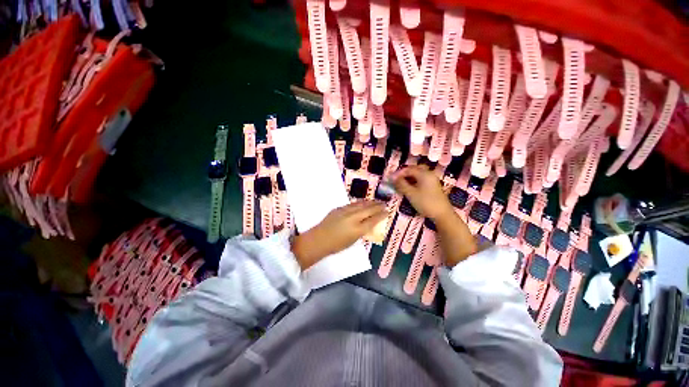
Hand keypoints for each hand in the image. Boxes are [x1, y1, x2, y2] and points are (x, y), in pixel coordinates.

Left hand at [291, 201, 386, 269]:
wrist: (318, 240)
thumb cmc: (336, 245)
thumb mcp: (352, 241)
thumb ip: (361, 231)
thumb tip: (368, 223)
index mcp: (357, 230)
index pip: (373, 220)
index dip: (381, 215)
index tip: (387, 211)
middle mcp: (353, 218)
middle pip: (368, 210)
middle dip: (378, 206)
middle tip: (384, 203)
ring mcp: (345, 211)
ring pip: (360, 204)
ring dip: (370, 202)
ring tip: (376, 201)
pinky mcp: (339, 208)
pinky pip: (352, 204)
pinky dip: (360, 202)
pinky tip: (363, 202)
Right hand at [392, 165, 453, 220]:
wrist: (442, 214)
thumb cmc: (425, 203)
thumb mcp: (411, 193)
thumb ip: (401, 184)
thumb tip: (393, 178)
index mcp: (424, 174)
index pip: (408, 169)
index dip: (398, 173)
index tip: (390, 179)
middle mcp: (429, 174)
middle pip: (414, 169)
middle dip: (404, 174)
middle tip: (396, 180)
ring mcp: (432, 180)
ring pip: (418, 175)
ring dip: (408, 178)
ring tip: (401, 184)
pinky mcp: (433, 186)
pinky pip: (421, 180)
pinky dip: (414, 181)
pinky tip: (409, 188)